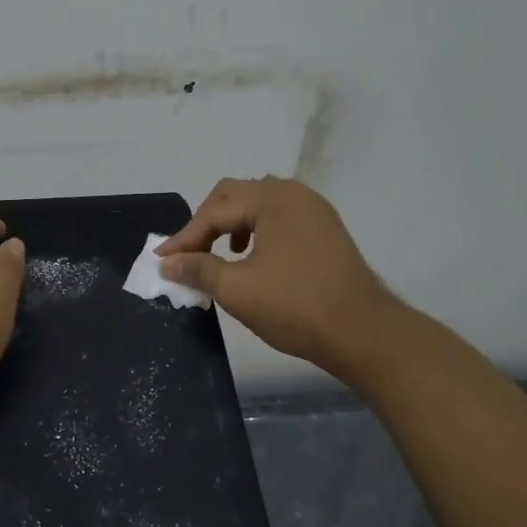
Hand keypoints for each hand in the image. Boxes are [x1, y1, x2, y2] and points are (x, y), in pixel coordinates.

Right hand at [156, 177, 397, 382]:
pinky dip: (256, 229)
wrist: (363, 332)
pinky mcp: (325, 229)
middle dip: (206, 222)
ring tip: (220, 253)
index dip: (185, 236)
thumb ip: (198, 270)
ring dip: (232, 223)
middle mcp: (295, 194)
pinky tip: (253, 257)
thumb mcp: (238, 290)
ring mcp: (314, 210)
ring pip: (259, 203)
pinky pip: (279, 216)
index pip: (215, 211)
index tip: (162, 260)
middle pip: (236, 195)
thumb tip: (168, 262)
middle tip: (189, 253)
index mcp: (273, 200)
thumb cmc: (296, 307)